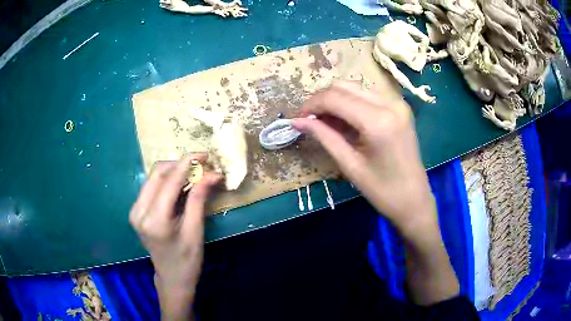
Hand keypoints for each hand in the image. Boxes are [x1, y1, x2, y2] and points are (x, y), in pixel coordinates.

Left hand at [129, 154, 221, 318]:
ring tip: (193, 175)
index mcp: (154, 219)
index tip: (205, 155)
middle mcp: (139, 211)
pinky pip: (151, 186)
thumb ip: (199, 198)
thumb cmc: (187, 259)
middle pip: (157, 173)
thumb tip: (212, 173)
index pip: (169, 181)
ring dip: (174, 172)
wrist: (172, 278)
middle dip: (180, 165)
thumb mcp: (195, 230)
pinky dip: (167, 181)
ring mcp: (135, 210)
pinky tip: (181, 186)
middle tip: (201, 167)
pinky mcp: (136, 210)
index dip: (188, 163)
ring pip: (153, 177)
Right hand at [292, 81, 436, 236]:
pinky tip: (344, 120)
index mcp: (379, 121)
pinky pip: (367, 95)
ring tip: (325, 121)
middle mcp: (390, 103)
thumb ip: (324, 137)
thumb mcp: (350, 165)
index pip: (335, 98)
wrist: (414, 199)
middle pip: (344, 86)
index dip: (312, 105)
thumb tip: (297, 121)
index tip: (298, 118)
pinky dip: (351, 102)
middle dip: (322, 100)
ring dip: (336, 100)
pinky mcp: (400, 107)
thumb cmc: (383, 191)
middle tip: (310, 120)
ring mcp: (397, 103)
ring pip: (355, 87)